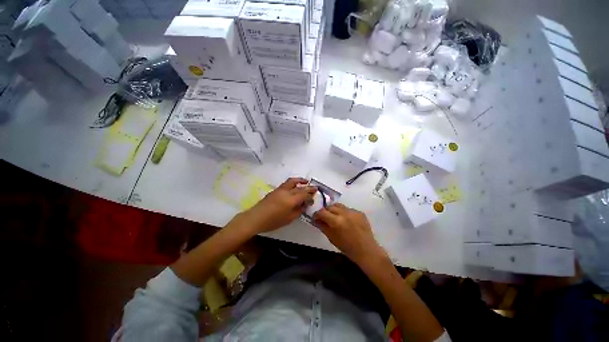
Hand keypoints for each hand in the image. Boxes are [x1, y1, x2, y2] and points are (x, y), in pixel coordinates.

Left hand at [241, 178, 315, 232]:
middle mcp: (287, 192)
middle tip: (315, 188)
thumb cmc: (273, 221)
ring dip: (300, 181)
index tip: (313, 199)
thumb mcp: (289, 219)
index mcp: (291, 200)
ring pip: (292, 181)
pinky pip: (287, 183)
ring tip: (306, 181)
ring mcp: (280, 189)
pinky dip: (294, 182)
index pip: (304, 195)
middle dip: (308, 187)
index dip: (310, 196)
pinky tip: (295, 186)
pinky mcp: (276, 190)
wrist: (256, 218)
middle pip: (300, 187)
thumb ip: (298, 211)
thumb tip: (304, 205)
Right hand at [313, 203, 384, 265]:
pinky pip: (348, 209)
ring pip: (339, 206)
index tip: (316, 218)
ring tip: (335, 217)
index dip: (317, 214)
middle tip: (325, 217)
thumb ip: (322, 226)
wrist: (366, 250)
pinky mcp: (359, 212)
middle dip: (326, 211)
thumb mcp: (331, 238)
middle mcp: (344, 213)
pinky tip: (346, 220)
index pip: (322, 212)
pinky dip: (344, 212)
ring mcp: (353, 211)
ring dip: (335, 210)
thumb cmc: (347, 247)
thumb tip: (315, 219)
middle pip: (330, 206)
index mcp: (336, 221)